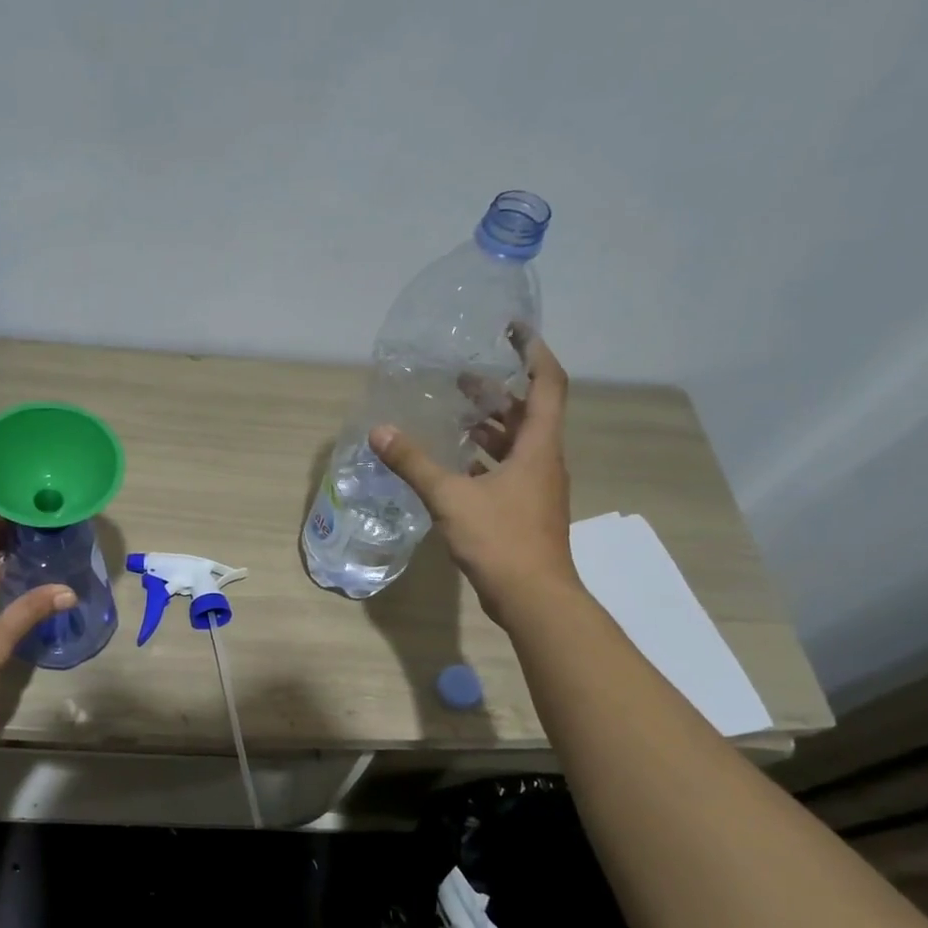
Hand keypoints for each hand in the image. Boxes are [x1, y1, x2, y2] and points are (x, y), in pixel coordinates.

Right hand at [369, 335, 579, 626]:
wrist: (533, 597)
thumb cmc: (500, 540)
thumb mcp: (450, 498)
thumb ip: (414, 463)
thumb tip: (380, 431)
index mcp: (537, 447)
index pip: (547, 384)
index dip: (532, 352)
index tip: (512, 330)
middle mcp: (543, 460)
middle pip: (529, 412)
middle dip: (499, 390)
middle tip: (463, 377)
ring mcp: (536, 487)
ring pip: (517, 443)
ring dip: (491, 425)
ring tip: (456, 413)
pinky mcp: (525, 509)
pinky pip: (507, 470)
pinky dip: (484, 458)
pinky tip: (456, 463)